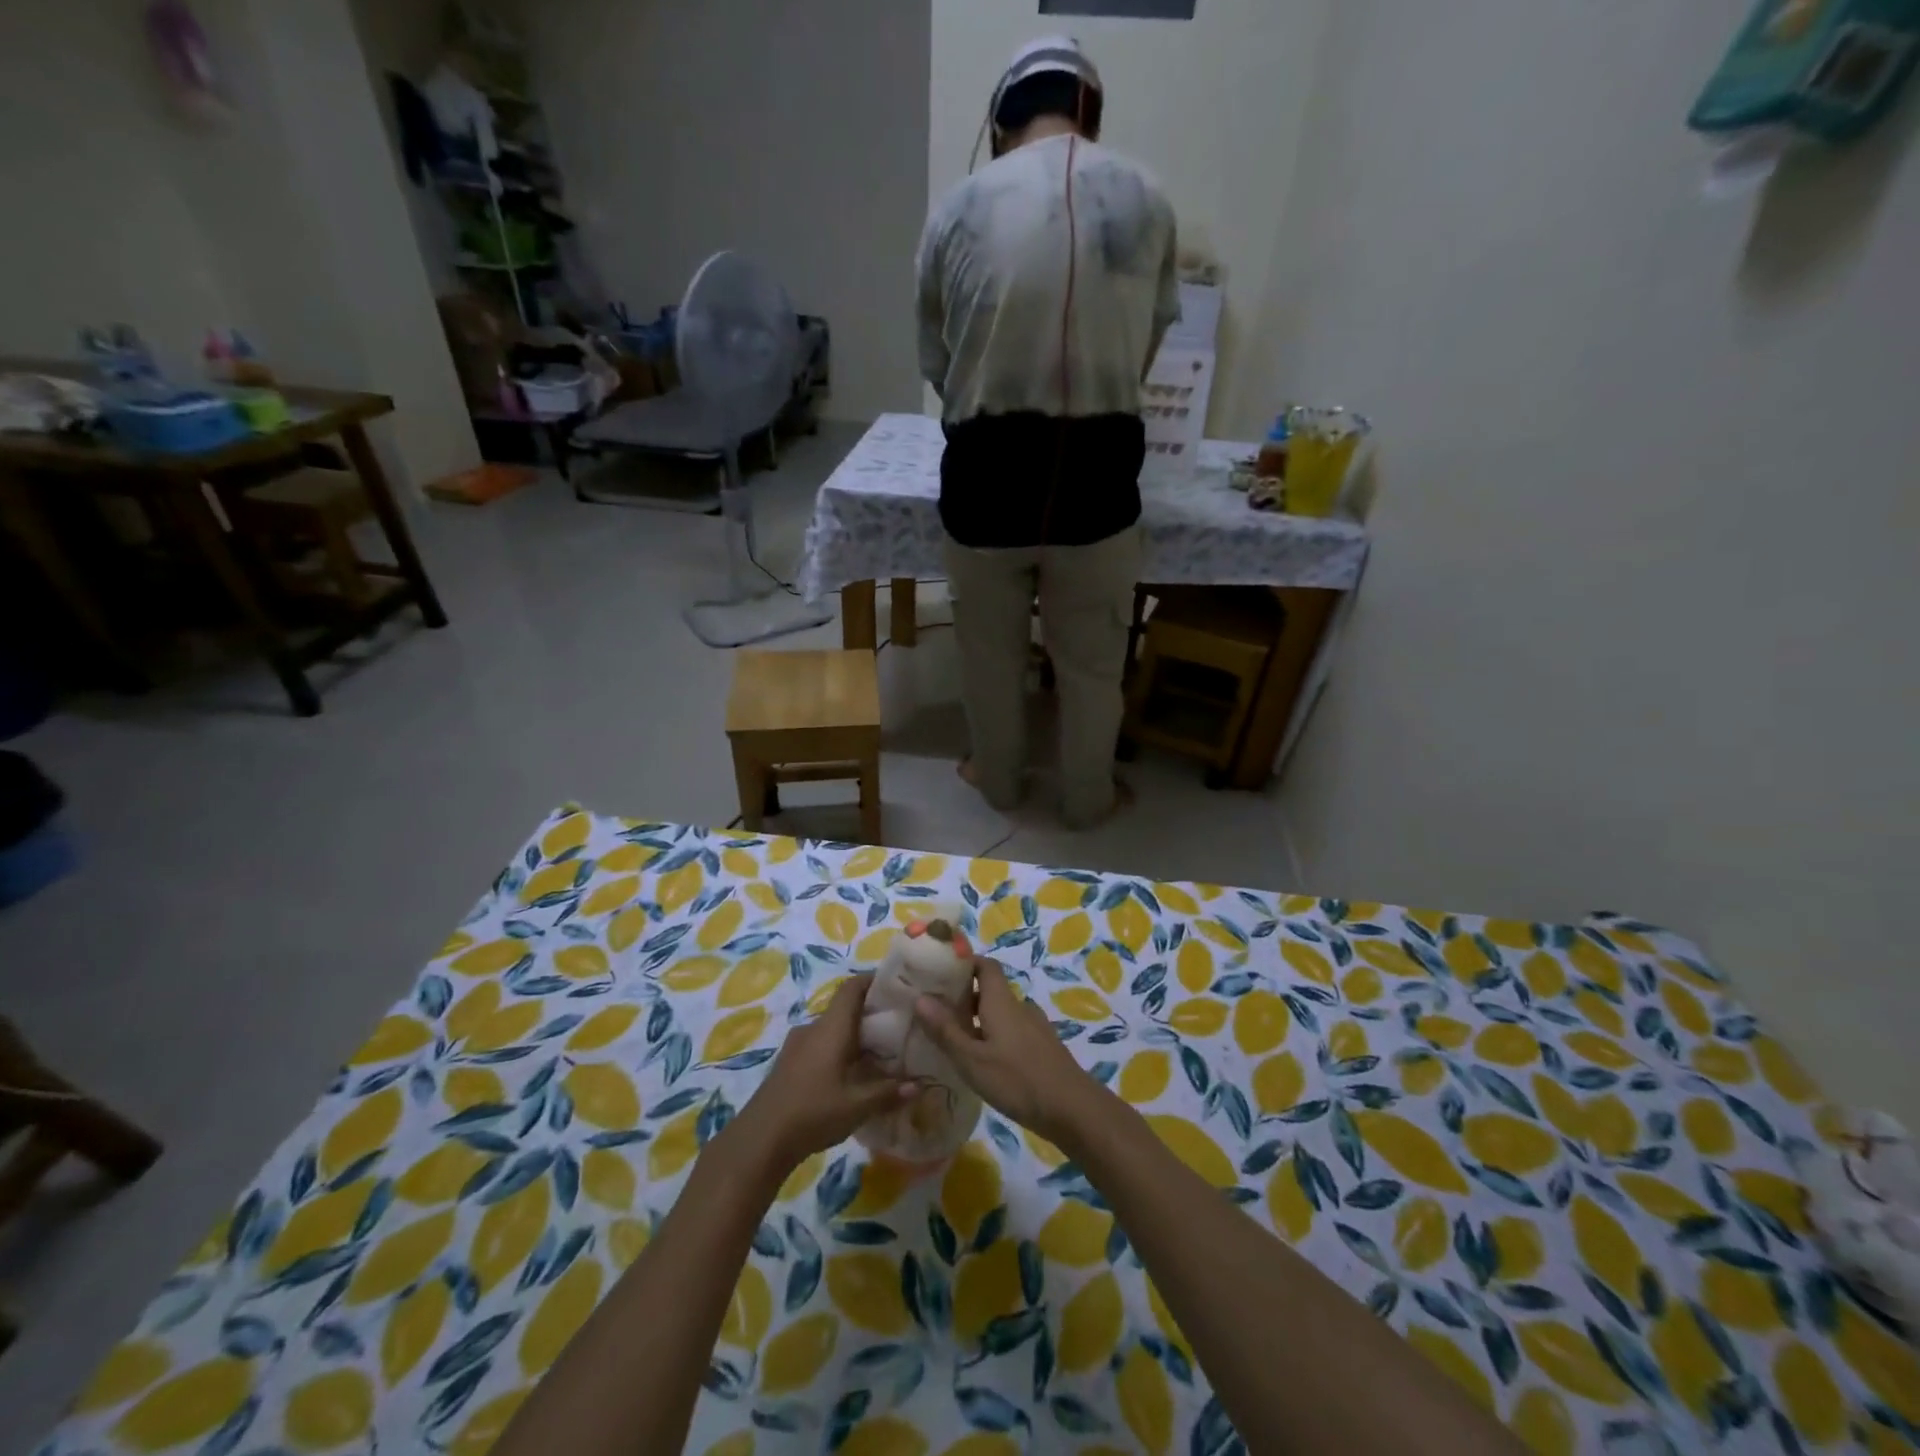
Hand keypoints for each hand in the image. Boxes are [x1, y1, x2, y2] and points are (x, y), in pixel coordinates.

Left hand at [736, 975, 913, 1171]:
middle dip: (871, 1014)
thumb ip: (888, 1092)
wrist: (759, 1140)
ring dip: (854, 1036)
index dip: (874, 981)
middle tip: (899, 1027)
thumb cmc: (812, 1112)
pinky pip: (820, 1046)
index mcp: (831, 1028)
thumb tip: (920, 1084)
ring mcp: (797, 1046)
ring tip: (880, 1055)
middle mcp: (814, 1028)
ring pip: (832, 1030)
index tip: (897, 987)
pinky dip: (839, 1051)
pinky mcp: (789, 1064)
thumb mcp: (856, 1106)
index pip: (852, 988)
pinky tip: (851, 1077)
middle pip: (844, 1009)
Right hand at [913, 959, 1103, 1146]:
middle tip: (936, 1013)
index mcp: (1001, 1001)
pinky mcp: (1043, 1048)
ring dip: (979, 1020)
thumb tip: (920, 998)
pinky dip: (994, 1037)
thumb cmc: (1017, 1079)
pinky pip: (1012, 1031)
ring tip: (955, 1041)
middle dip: (964, 996)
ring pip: (1001, 1013)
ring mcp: (1034, 1027)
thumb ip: (946, 1030)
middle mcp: (1019, 1007)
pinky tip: (984, 1063)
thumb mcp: (972, 1059)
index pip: (985, 965)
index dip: (965, 963)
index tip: (940, 972)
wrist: (1072, 1108)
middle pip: (990, 990)